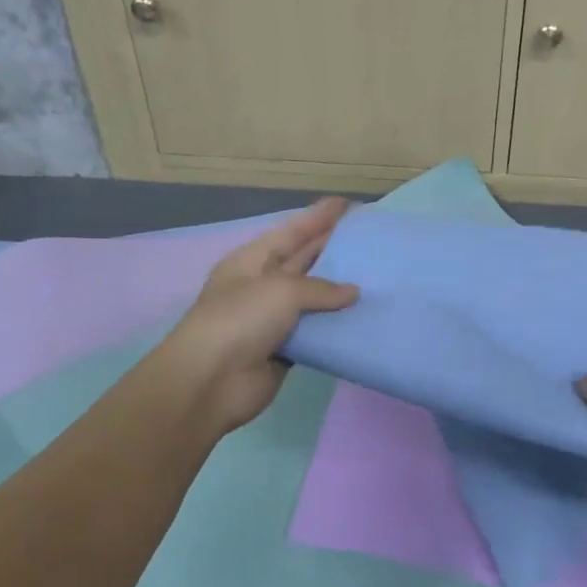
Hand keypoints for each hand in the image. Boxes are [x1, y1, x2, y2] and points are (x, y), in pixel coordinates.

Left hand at [141, 198, 358, 440]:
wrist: (211, 381)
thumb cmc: (241, 320)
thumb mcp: (281, 290)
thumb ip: (321, 288)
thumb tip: (352, 293)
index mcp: (251, 261)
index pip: (291, 232)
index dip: (318, 216)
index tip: (348, 204)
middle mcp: (261, 285)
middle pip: (302, 261)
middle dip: (332, 248)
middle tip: (368, 237)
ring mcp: (272, 319)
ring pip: (312, 298)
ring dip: (339, 289)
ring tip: (375, 276)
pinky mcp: (284, 349)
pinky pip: (316, 331)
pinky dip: (336, 325)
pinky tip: (362, 317)